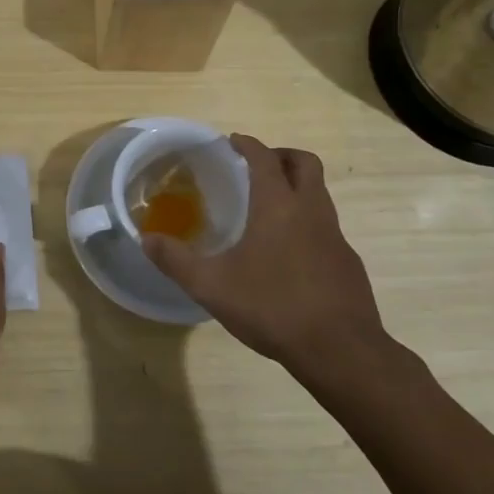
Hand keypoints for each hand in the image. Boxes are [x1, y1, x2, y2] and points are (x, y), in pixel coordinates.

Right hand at [142, 135, 391, 381]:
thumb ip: (176, 260)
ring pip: (319, 195)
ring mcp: (336, 237)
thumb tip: (146, 239)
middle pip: (305, 163)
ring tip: (269, 210)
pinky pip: (326, 227)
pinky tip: (289, 254)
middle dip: (282, 156)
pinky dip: (307, 223)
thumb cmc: (272, 307)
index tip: (234, 141)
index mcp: (278, 206)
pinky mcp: (348, 263)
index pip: (265, 158)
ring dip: (297, 189)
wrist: (340, 351)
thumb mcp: (212, 286)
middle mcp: (311, 211)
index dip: (249, 145)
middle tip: (258, 166)